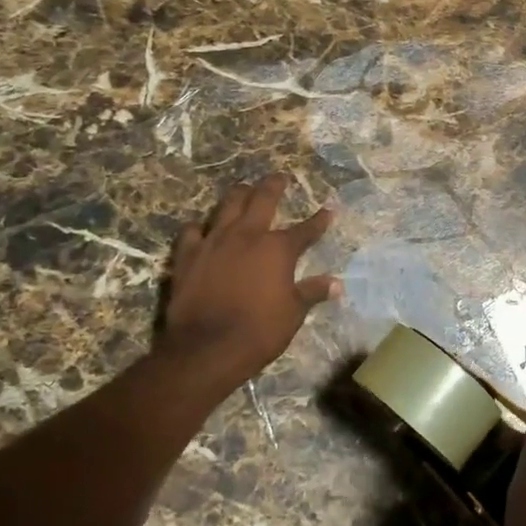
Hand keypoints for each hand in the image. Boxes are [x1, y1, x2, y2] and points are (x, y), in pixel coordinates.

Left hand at [162, 175, 340, 385]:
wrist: (206, 348)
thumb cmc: (259, 331)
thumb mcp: (293, 313)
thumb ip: (312, 292)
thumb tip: (337, 284)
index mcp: (278, 248)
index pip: (306, 229)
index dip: (319, 220)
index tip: (329, 210)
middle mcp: (247, 235)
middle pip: (262, 200)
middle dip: (274, 185)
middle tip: (279, 176)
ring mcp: (214, 242)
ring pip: (227, 206)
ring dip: (238, 195)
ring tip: (243, 188)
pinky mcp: (188, 255)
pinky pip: (193, 231)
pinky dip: (200, 227)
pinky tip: (202, 228)